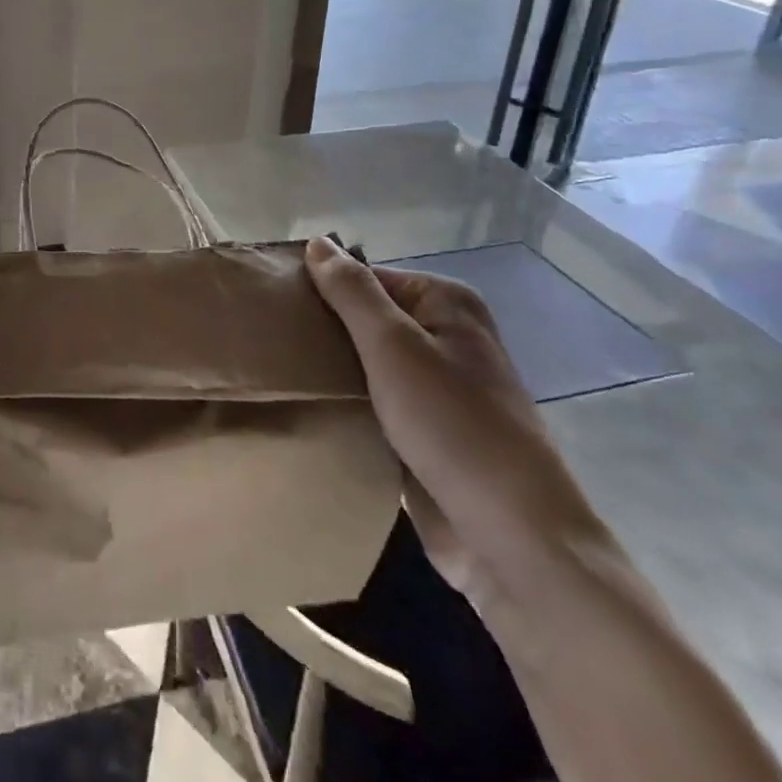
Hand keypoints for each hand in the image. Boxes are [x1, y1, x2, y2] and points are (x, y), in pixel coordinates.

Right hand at [304, 235, 609, 597]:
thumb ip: (352, 292)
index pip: (365, 279)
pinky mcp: (427, 433)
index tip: (275, 308)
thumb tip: (317, 242)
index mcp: (446, 305)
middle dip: (323, 332)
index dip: (321, 290)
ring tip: (276, 370)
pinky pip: (375, 404)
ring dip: (331, 371)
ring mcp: (438, 389)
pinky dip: (347, 405)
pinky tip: (308, 407)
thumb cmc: (452, 425)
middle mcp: (446, 338)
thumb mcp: (393, 345)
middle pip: (366, 320)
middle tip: (269, 339)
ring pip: (366, 364)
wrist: (511, 539)